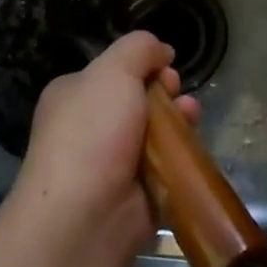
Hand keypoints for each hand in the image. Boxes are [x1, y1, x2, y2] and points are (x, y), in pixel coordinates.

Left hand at [7, 31, 200, 256]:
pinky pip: (166, 164)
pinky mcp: (136, 193)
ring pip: (157, 131)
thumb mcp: (113, 70)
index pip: (116, 71)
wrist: (83, 217)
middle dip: (166, 92)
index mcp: (74, 95)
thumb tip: (162, 52)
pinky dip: (181, 155)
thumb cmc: (92, 134)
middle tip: (176, 93)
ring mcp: (112, 162)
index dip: (145, 65)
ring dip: (179, 119)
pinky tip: (192, 146)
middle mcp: (90, 127)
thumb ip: (139, 48)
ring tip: (192, 116)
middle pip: (140, 98)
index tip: (164, 68)